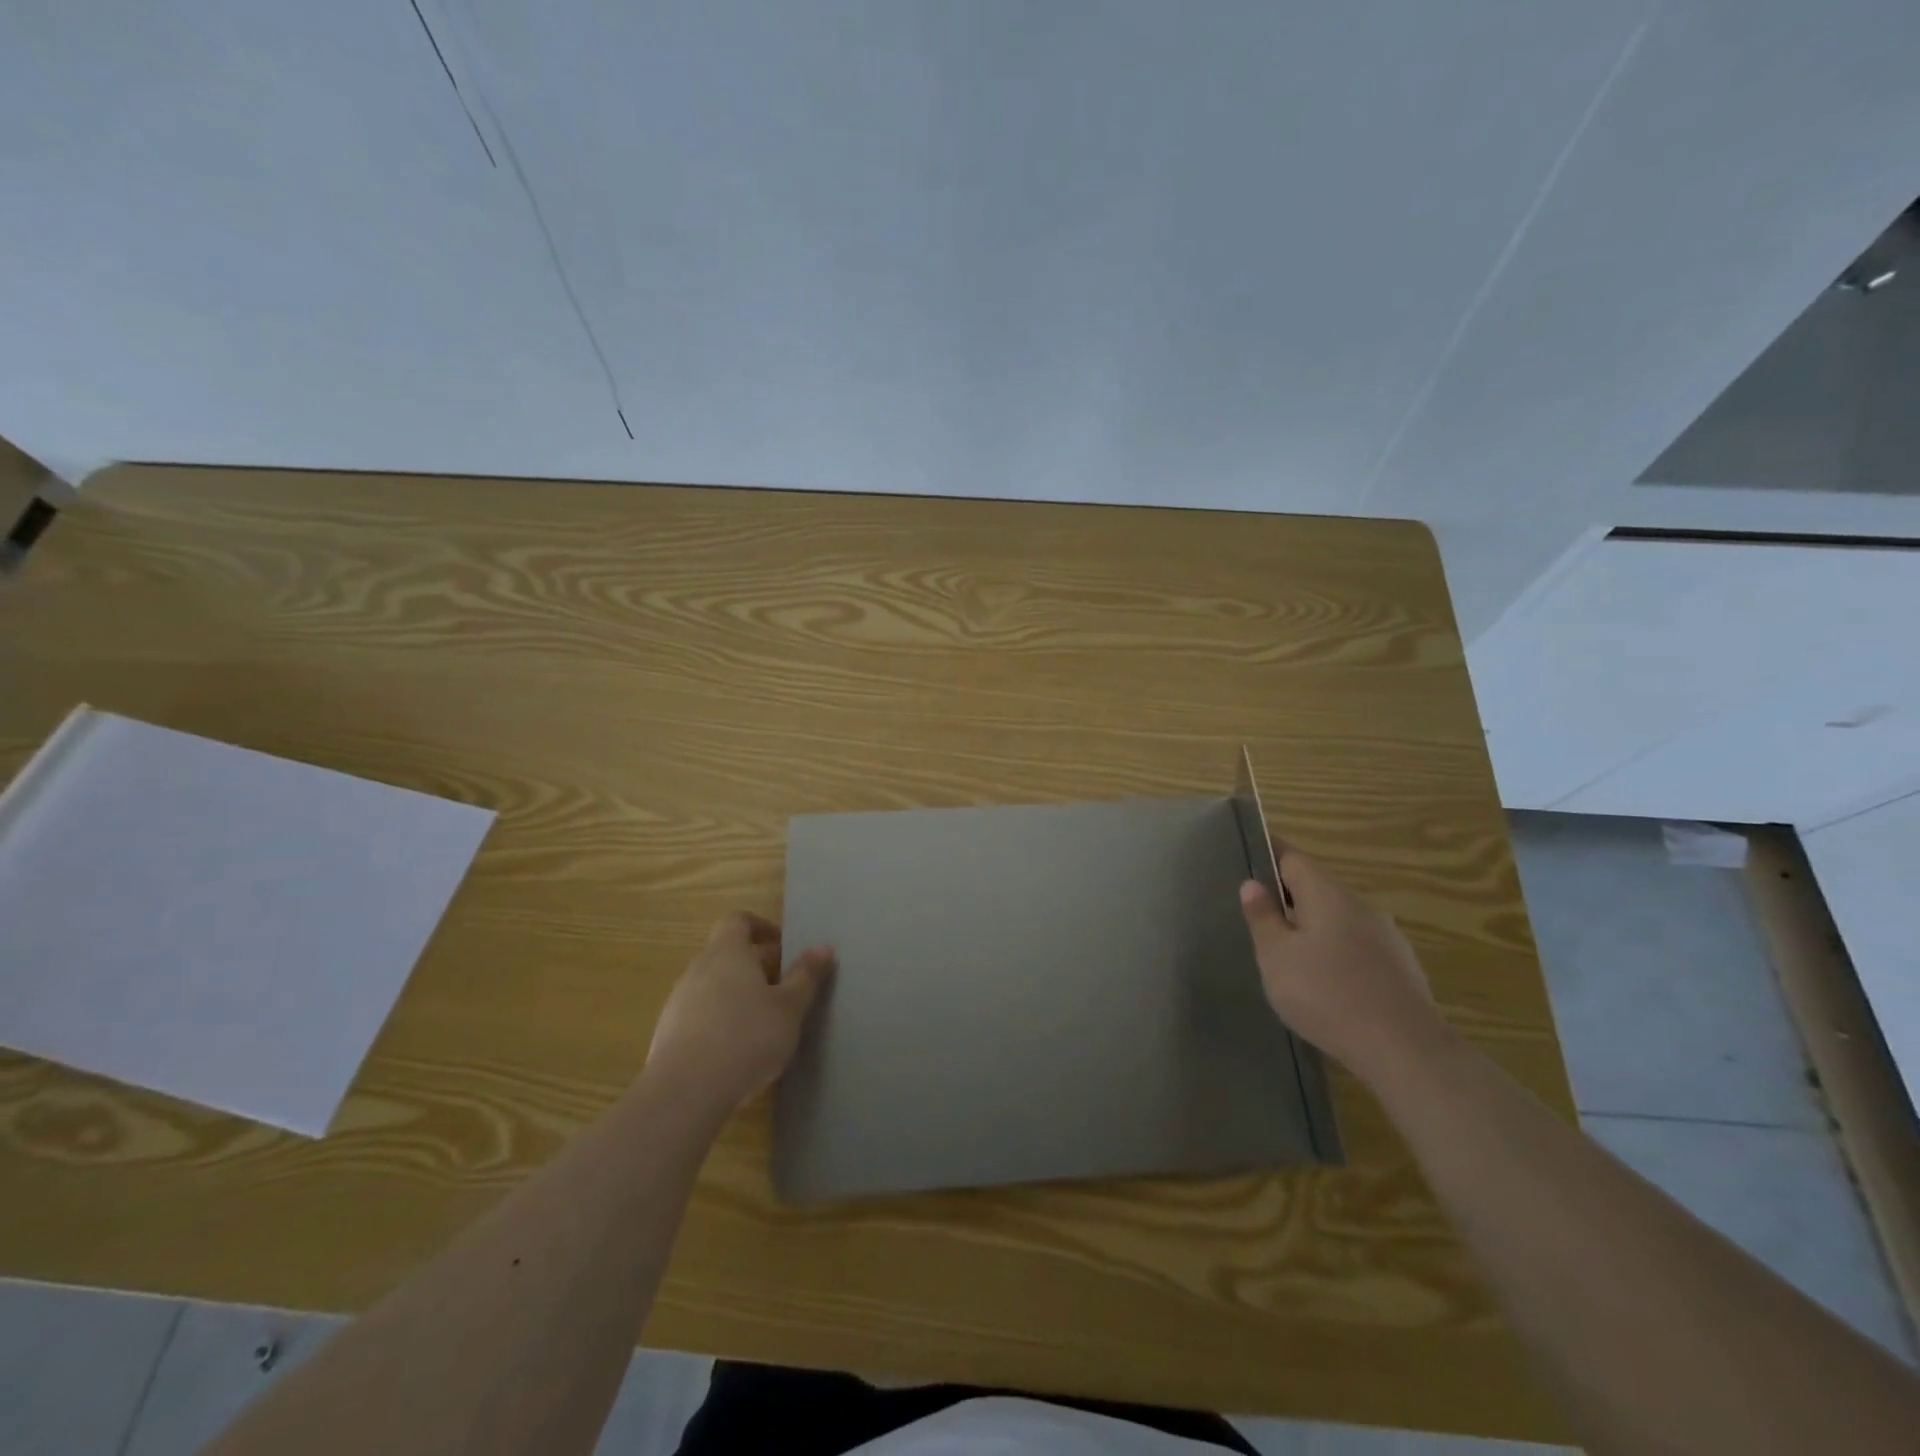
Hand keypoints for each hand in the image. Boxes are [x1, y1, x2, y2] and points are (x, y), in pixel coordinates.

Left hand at [645, 913, 834, 1114]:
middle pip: (727, 953)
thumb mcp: (789, 1008)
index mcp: (728, 953)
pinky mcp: (667, 1033)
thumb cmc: (746, 1038)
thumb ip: (806, 976)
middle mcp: (699, 968)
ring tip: (764, 1019)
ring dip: (738, 992)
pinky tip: (736, 1048)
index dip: (762, 928)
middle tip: (785, 986)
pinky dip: (719, 1018)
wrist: (684, 1093)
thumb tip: (822, 947)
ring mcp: (678, 1001)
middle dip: (757, 964)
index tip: (784, 946)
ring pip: (713, 984)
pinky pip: (699, 1012)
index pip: (739, 921)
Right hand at [1239, 847, 1444, 1082]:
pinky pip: (1356, 945)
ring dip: (1311, 926)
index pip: (1293, 857)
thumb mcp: (1277, 957)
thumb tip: (1253, 885)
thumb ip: (1263, 918)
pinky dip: (1334, 951)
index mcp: (1328, 894)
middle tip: (1256, 913)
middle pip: (1317, 887)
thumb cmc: (1327, 995)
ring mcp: (1386, 936)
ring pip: (1337, 918)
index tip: (1246, 855)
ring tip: (1286, 953)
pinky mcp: (1399, 968)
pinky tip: (1323, 982)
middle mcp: (1360, 905)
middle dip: (1287, 895)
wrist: (1405, 1050)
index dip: (1268, 852)